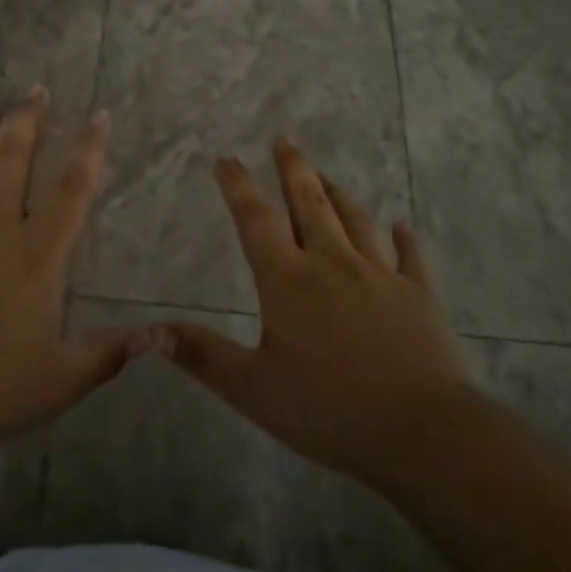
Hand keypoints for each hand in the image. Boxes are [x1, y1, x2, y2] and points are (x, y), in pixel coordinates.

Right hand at [159, 138, 470, 492]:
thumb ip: (201, 355)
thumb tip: (146, 330)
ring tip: (324, 175)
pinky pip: (410, 258)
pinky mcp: (419, 296)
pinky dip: (404, 240)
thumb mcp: (253, 389)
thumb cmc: (329, 410)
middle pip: (310, 203)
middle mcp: (333, 264)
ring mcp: (381, 276)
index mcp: (289, 280)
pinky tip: (402, 228)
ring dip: (338, 194)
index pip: (256, 219)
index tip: (226, 158)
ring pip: (355, 221)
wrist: (424, 431)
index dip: (238, 186)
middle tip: (284, 140)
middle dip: (293, 169)